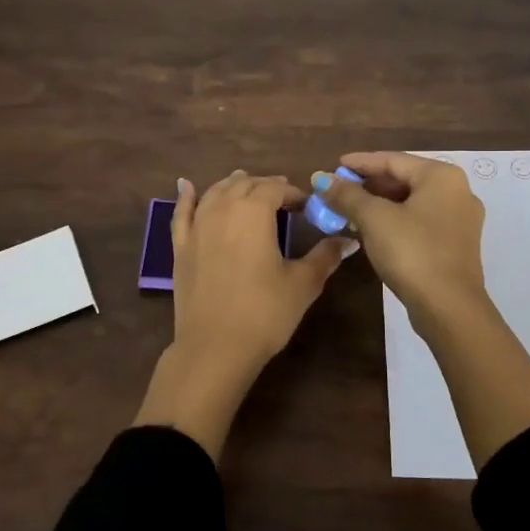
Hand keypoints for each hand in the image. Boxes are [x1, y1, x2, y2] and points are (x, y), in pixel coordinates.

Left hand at [169, 169, 357, 375]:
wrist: (215, 346)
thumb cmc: (264, 312)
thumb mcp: (303, 283)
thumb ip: (325, 256)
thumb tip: (349, 240)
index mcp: (254, 212)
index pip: (276, 188)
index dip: (293, 193)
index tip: (306, 206)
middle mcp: (223, 209)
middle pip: (244, 185)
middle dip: (265, 186)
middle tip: (282, 197)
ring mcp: (197, 227)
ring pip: (215, 193)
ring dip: (232, 185)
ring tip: (245, 183)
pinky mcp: (180, 247)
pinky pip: (182, 213)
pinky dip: (186, 196)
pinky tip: (185, 185)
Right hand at [312, 152, 486, 318]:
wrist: (449, 307)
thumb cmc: (412, 252)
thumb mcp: (373, 219)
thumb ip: (346, 195)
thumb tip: (320, 178)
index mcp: (442, 176)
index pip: (393, 160)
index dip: (360, 163)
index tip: (334, 167)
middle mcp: (458, 191)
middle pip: (404, 179)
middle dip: (369, 185)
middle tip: (339, 191)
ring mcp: (461, 220)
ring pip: (412, 202)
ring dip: (380, 204)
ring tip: (350, 211)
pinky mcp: (456, 244)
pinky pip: (420, 221)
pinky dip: (396, 221)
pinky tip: (373, 231)